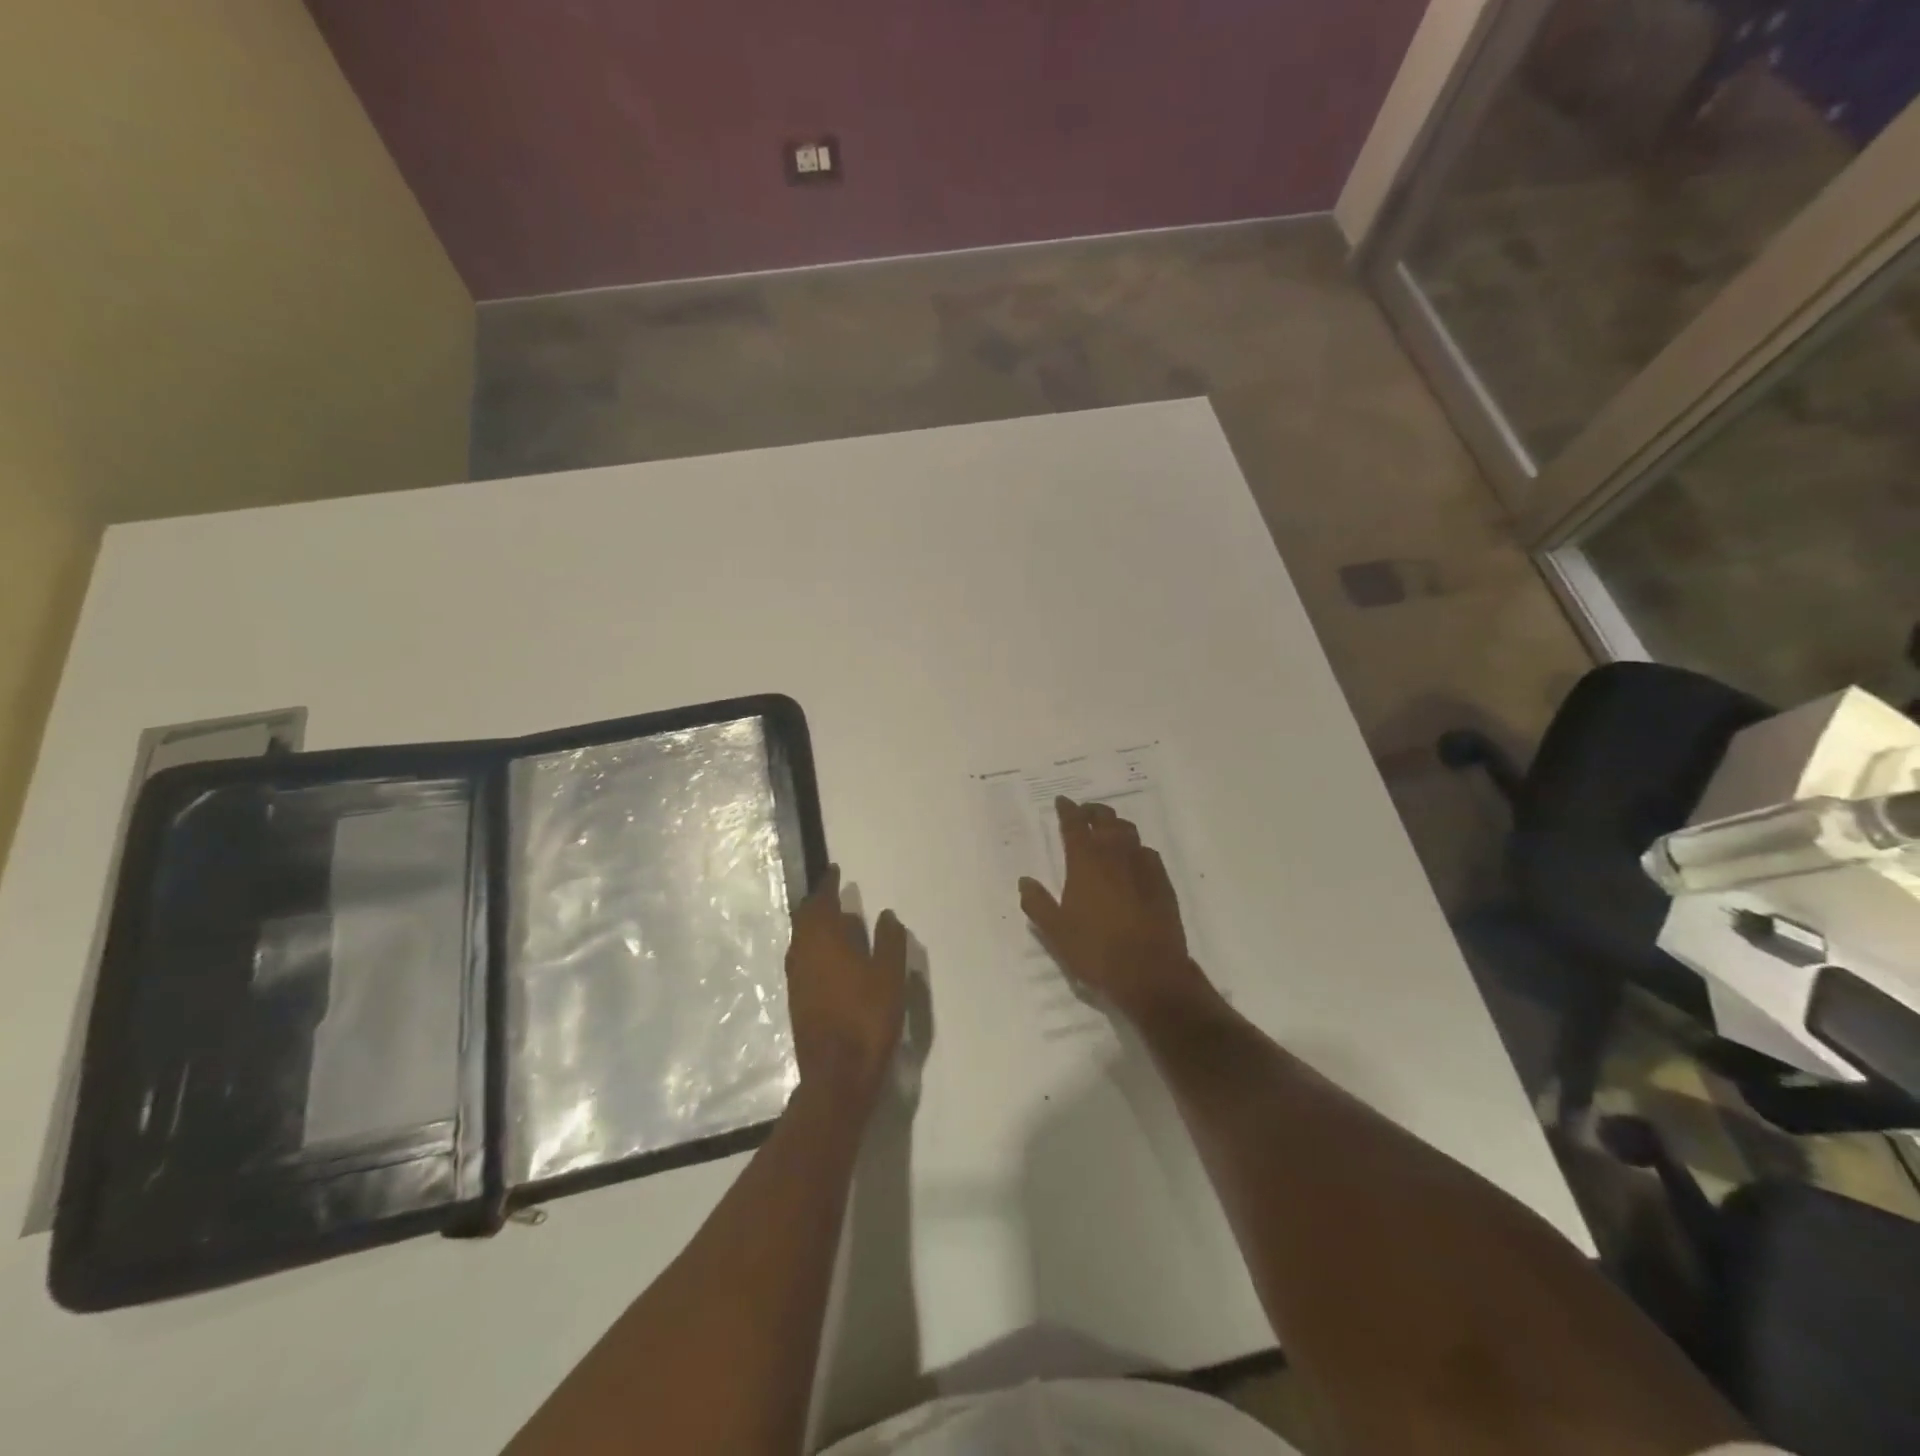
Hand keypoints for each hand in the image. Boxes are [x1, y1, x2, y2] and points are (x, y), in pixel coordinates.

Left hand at [786, 866, 907, 1106]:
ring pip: (801, 939)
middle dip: (817, 903)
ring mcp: (796, 978)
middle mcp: (803, 953)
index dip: (827, 884)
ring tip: (834, 921)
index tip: (834, 871)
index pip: (821, 902)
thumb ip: (889, 941)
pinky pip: (802, 958)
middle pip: (804, 919)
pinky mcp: (796, 999)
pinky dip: (814, 946)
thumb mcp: (890, 975)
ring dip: (814, 925)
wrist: (837, 1074)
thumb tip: (885, 915)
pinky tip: (830, 957)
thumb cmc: (867, 1017)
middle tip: (833, 893)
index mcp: (824, 940)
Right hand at [1019, 796, 1212, 1022]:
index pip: (1074, 825)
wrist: (1150, 972)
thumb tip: (1025, 880)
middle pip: (1105, 819)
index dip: (1067, 810)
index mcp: (1085, 862)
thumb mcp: (1055, 931)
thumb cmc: (1095, 950)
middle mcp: (1114, 855)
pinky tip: (1134, 860)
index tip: (1062, 801)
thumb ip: (1037, 903)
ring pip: (1129, 832)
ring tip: (1108, 831)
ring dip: (1115, 825)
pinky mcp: (1163, 882)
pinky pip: (1148, 853)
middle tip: (1084, 813)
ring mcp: (1143, 866)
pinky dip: (1136, 849)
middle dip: (1093, 811)